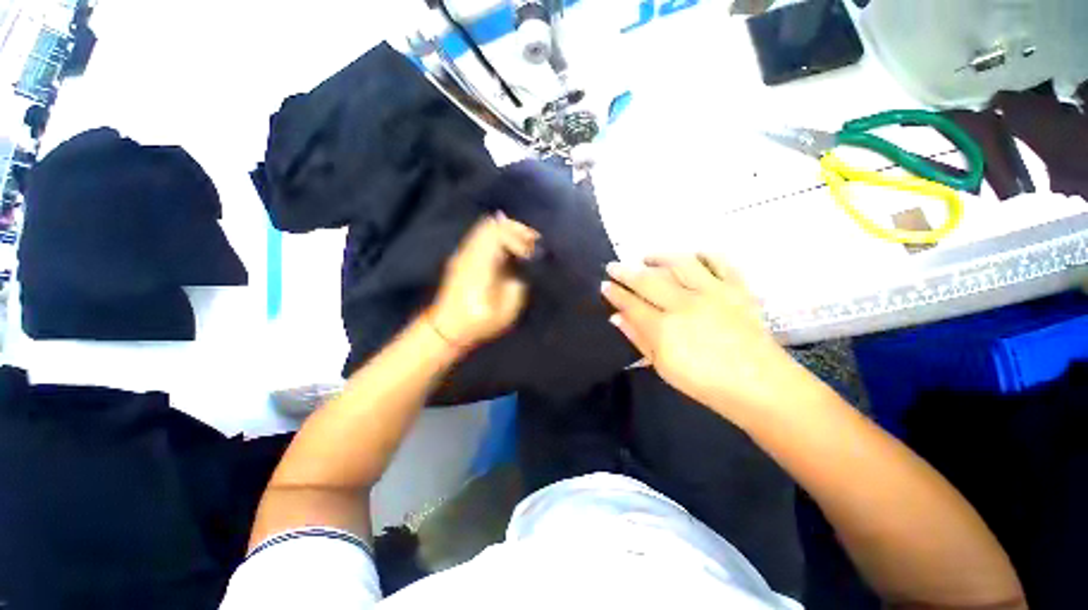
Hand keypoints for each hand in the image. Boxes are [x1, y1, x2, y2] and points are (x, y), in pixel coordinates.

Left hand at [427, 213, 538, 351]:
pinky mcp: (462, 258)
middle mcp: (469, 254)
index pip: (498, 234)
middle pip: (491, 225)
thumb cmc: (478, 323)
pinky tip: (509, 250)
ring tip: (524, 244)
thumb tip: (520, 268)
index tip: (532, 253)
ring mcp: (463, 254)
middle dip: (516, 229)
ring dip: (507, 231)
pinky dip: (498, 237)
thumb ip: (517, 285)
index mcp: (479, 266)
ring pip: (484, 228)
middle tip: (534, 241)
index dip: (519, 237)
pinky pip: (481, 237)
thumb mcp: (506, 311)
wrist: (447, 328)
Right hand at [602, 255, 817, 421]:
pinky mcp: (737, 289)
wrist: (760, 386)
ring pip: (680, 264)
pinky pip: (720, 262)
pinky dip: (704, 255)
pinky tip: (692, 256)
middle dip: (625, 272)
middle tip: (613, 266)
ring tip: (646, 257)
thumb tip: (616, 317)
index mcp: (665, 328)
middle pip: (648, 280)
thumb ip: (638, 339)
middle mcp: (685, 304)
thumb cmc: (706, 383)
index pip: (631, 304)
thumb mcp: (664, 367)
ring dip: (659, 257)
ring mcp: (713, 293)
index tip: (604, 284)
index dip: (615, 293)